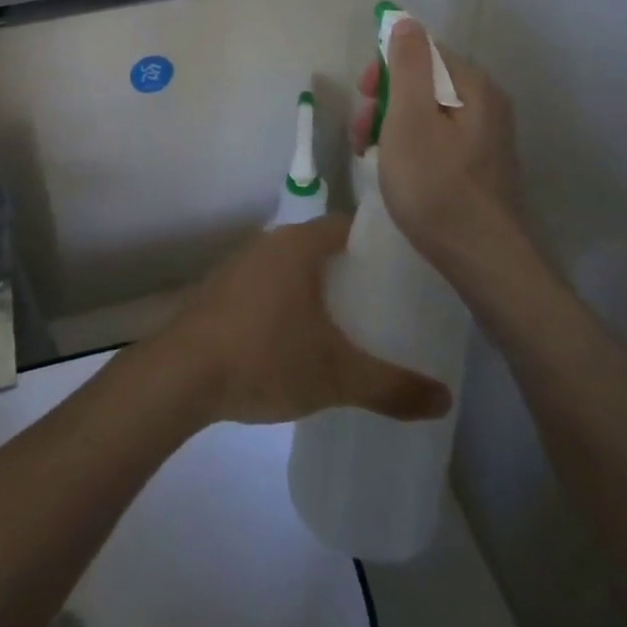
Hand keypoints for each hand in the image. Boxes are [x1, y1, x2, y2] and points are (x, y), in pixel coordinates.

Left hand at [158, 217, 452, 425]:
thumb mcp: (336, 376)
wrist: (181, 374)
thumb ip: (392, 386)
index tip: (404, 272)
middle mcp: (269, 242)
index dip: (378, 245)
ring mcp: (240, 264)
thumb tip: (445, 399)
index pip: (348, 226)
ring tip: (348, 322)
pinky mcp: (221, 289)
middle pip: (321, 246)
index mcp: (298, 245)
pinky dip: (288, 300)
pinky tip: (298, 336)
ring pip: (292, 266)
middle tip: (384, 303)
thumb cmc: (265, 357)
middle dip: (350, 271)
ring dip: (317, 287)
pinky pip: (268, 284)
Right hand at [351, 20, 524, 268]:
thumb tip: (406, 21)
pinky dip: (411, 145)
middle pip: (423, 81)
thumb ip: (408, 65)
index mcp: (472, 85)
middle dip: (385, 100)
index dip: (386, 68)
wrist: (482, 260)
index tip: (364, 98)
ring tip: (370, 155)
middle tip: (362, 134)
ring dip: (392, 124)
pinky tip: (397, 170)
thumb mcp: (409, 119)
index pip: (421, 50)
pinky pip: (438, 137)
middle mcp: (486, 102)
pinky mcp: (481, 164)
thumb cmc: (436, 185)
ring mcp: (486, 136)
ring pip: (426, 112)